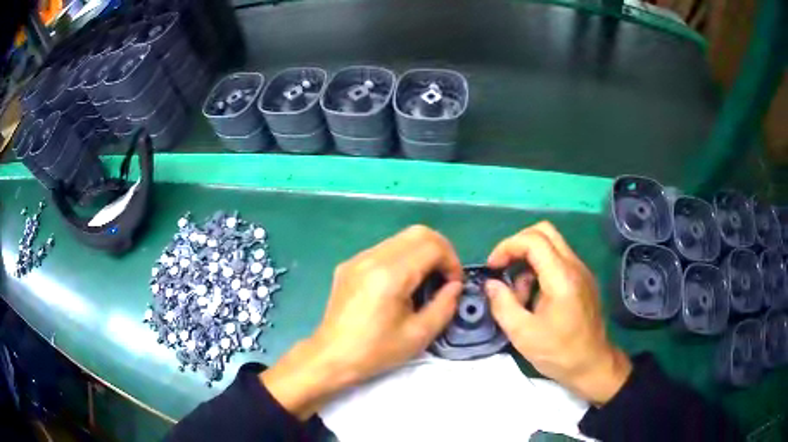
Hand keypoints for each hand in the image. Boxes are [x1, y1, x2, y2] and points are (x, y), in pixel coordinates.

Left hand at [262, 225, 462, 418]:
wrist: (331, 357)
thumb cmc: (376, 351)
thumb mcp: (419, 335)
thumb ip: (444, 306)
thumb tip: (454, 285)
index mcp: (390, 275)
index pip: (432, 246)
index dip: (452, 261)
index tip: (453, 284)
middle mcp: (372, 258)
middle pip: (418, 232)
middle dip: (440, 250)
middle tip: (445, 276)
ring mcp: (358, 258)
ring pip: (401, 238)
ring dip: (421, 253)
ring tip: (425, 281)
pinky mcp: (349, 264)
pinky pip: (384, 249)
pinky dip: (402, 258)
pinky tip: (401, 284)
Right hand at [485, 222, 631, 404]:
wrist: (593, 365)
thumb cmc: (559, 352)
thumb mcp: (523, 334)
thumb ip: (503, 305)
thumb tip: (491, 284)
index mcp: (562, 278)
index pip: (533, 240)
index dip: (508, 246)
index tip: (492, 267)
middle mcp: (574, 266)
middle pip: (544, 231)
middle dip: (518, 244)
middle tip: (503, 267)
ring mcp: (581, 271)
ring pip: (551, 245)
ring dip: (529, 260)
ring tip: (519, 294)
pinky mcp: (582, 280)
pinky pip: (558, 261)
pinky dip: (540, 269)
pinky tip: (534, 298)